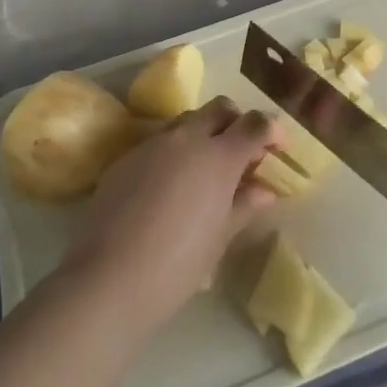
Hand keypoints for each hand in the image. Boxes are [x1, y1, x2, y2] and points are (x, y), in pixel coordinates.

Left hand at [59, 97, 282, 334]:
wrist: (109, 278)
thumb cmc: (178, 263)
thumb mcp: (220, 236)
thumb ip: (244, 204)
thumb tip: (264, 190)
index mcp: (219, 156)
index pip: (255, 123)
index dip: (272, 129)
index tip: (278, 146)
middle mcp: (187, 139)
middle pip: (220, 108)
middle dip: (236, 121)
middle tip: (242, 151)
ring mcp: (153, 145)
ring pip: (187, 120)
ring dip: (204, 132)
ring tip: (206, 168)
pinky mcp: (126, 158)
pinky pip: (159, 142)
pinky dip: (175, 151)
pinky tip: (171, 185)